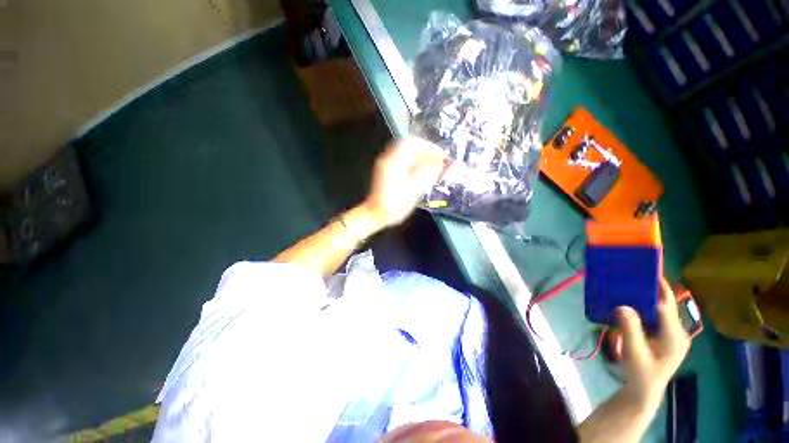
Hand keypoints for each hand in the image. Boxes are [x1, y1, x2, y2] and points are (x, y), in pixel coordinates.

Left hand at [362, 137, 446, 227]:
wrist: (376, 215)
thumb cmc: (395, 204)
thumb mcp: (414, 189)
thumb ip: (428, 172)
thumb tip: (441, 160)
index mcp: (394, 161)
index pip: (413, 143)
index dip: (429, 147)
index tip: (441, 155)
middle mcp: (389, 158)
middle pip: (410, 146)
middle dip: (426, 151)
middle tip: (438, 160)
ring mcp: (387, 164)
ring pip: (407, 153)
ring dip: (421, 156)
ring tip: (433, 165)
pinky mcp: (388, 171)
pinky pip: (404, 160)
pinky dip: (415, 162)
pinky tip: (422, 171)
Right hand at [616, 278, 690, 409]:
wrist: (643, 390)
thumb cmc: (641, 374)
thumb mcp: (634, 353)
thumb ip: (630, 330)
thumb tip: (622, 306)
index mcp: (675, 336)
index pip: (667, 306)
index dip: (660, 288)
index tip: (648, 271)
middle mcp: (676, 332)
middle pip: (662, 306)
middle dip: (647, 291)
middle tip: (629, 278)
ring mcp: (670, 334)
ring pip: (656, 311)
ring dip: (641, 300)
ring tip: (625, 290)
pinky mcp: (662, 336)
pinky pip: (651, 317)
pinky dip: (639, 310)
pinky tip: (627, 308)